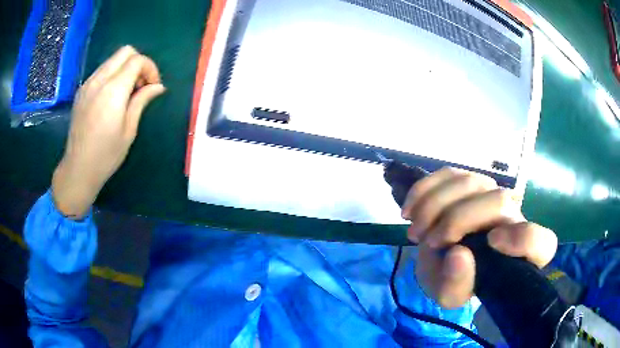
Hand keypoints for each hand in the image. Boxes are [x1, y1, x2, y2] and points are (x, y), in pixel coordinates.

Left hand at [52, 46, 165, 218]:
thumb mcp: (129, 130)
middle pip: (125, 52)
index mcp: (113, 90)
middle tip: (141, 85)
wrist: (78, 169)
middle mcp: (99, 80)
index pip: (137, 60)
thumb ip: (142, 101)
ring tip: (127, 92)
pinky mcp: (82, 91)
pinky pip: (101, 71)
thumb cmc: (106, 155)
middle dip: (138, 63)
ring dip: (125, 68)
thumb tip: (158, 86)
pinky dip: (112, 75)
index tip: (153, 86)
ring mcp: (88, 84)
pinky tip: (112, 97)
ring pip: (112, 60)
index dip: (150, 68)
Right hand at [401, 167, 557, 307]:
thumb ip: (456, 286)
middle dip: (457, 220)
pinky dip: (425, 189)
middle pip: (498, 201)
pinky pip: (450, 173)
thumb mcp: (451, 296)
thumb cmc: (456, 280)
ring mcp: (492, 194)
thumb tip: (458, 254)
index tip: (491, 243)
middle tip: (429, 242)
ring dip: (435, 205)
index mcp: (520, 254)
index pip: (540, 241)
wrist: (445, 262)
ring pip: (472, 181)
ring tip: (416, 230)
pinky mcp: (470, 182)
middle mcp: (514, 217)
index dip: (522, 239)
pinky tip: (410, 209)